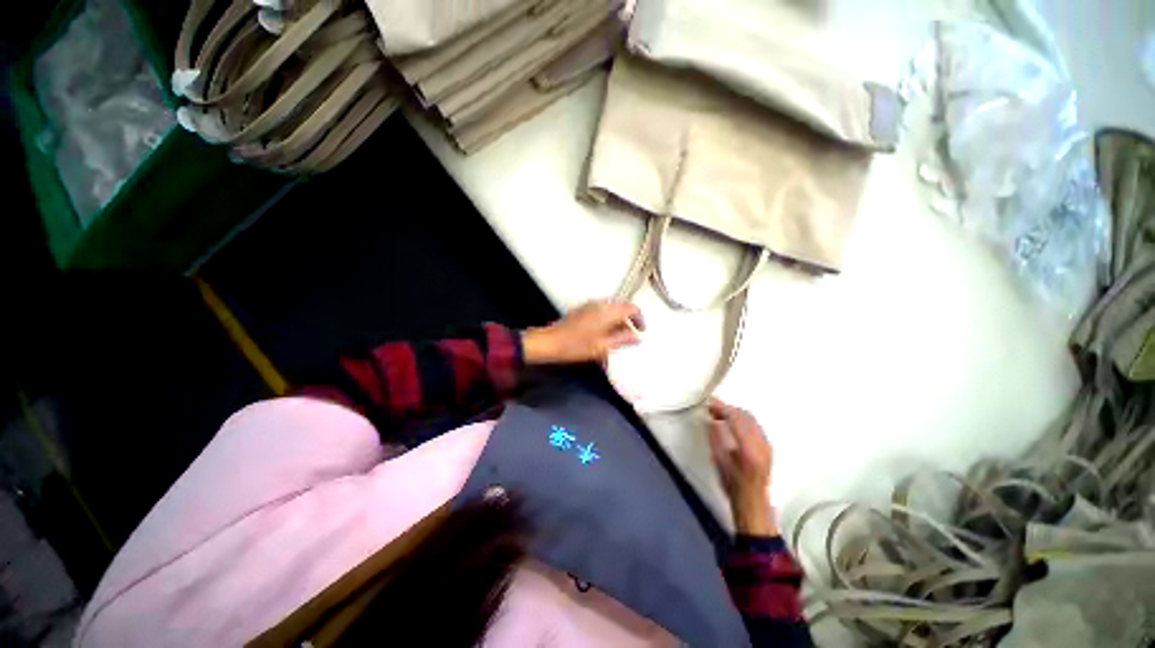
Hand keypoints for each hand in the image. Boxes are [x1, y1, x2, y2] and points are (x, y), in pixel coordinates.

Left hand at [522, 301, 643, 365]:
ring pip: (612, 309)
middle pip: (622, 307)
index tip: (641, 331)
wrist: (550, 342)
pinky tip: (604, 334)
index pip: (632, 308)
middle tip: (630, 336)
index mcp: (607, 311)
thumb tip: (637, 337)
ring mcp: (590, 306)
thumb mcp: (603, 346)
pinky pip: (602, 311)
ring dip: (618, 321)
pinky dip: (608, 320)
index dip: (640, 319)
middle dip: (629, 321)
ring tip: (617, 338)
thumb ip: (622, 340)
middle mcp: (599, 304)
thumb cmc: (576, 345)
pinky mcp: (582, 310)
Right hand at [707, 398, 778, 536]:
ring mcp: (766, 445)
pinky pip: (755, 426)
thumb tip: (712, 420)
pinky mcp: (767, 448)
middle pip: (745, 416)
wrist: (753, 503)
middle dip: (728, 408)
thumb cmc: (732, 485)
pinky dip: (742, 420)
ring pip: (751, 419)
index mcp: (748, 447)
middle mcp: (761, 443)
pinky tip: (732, 423)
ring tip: (720, 413)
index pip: (735, 418)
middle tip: (713, 406)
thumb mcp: (719, 461)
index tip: (710, 403)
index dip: (721, 407)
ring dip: (735, 413)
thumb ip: (716, 437)